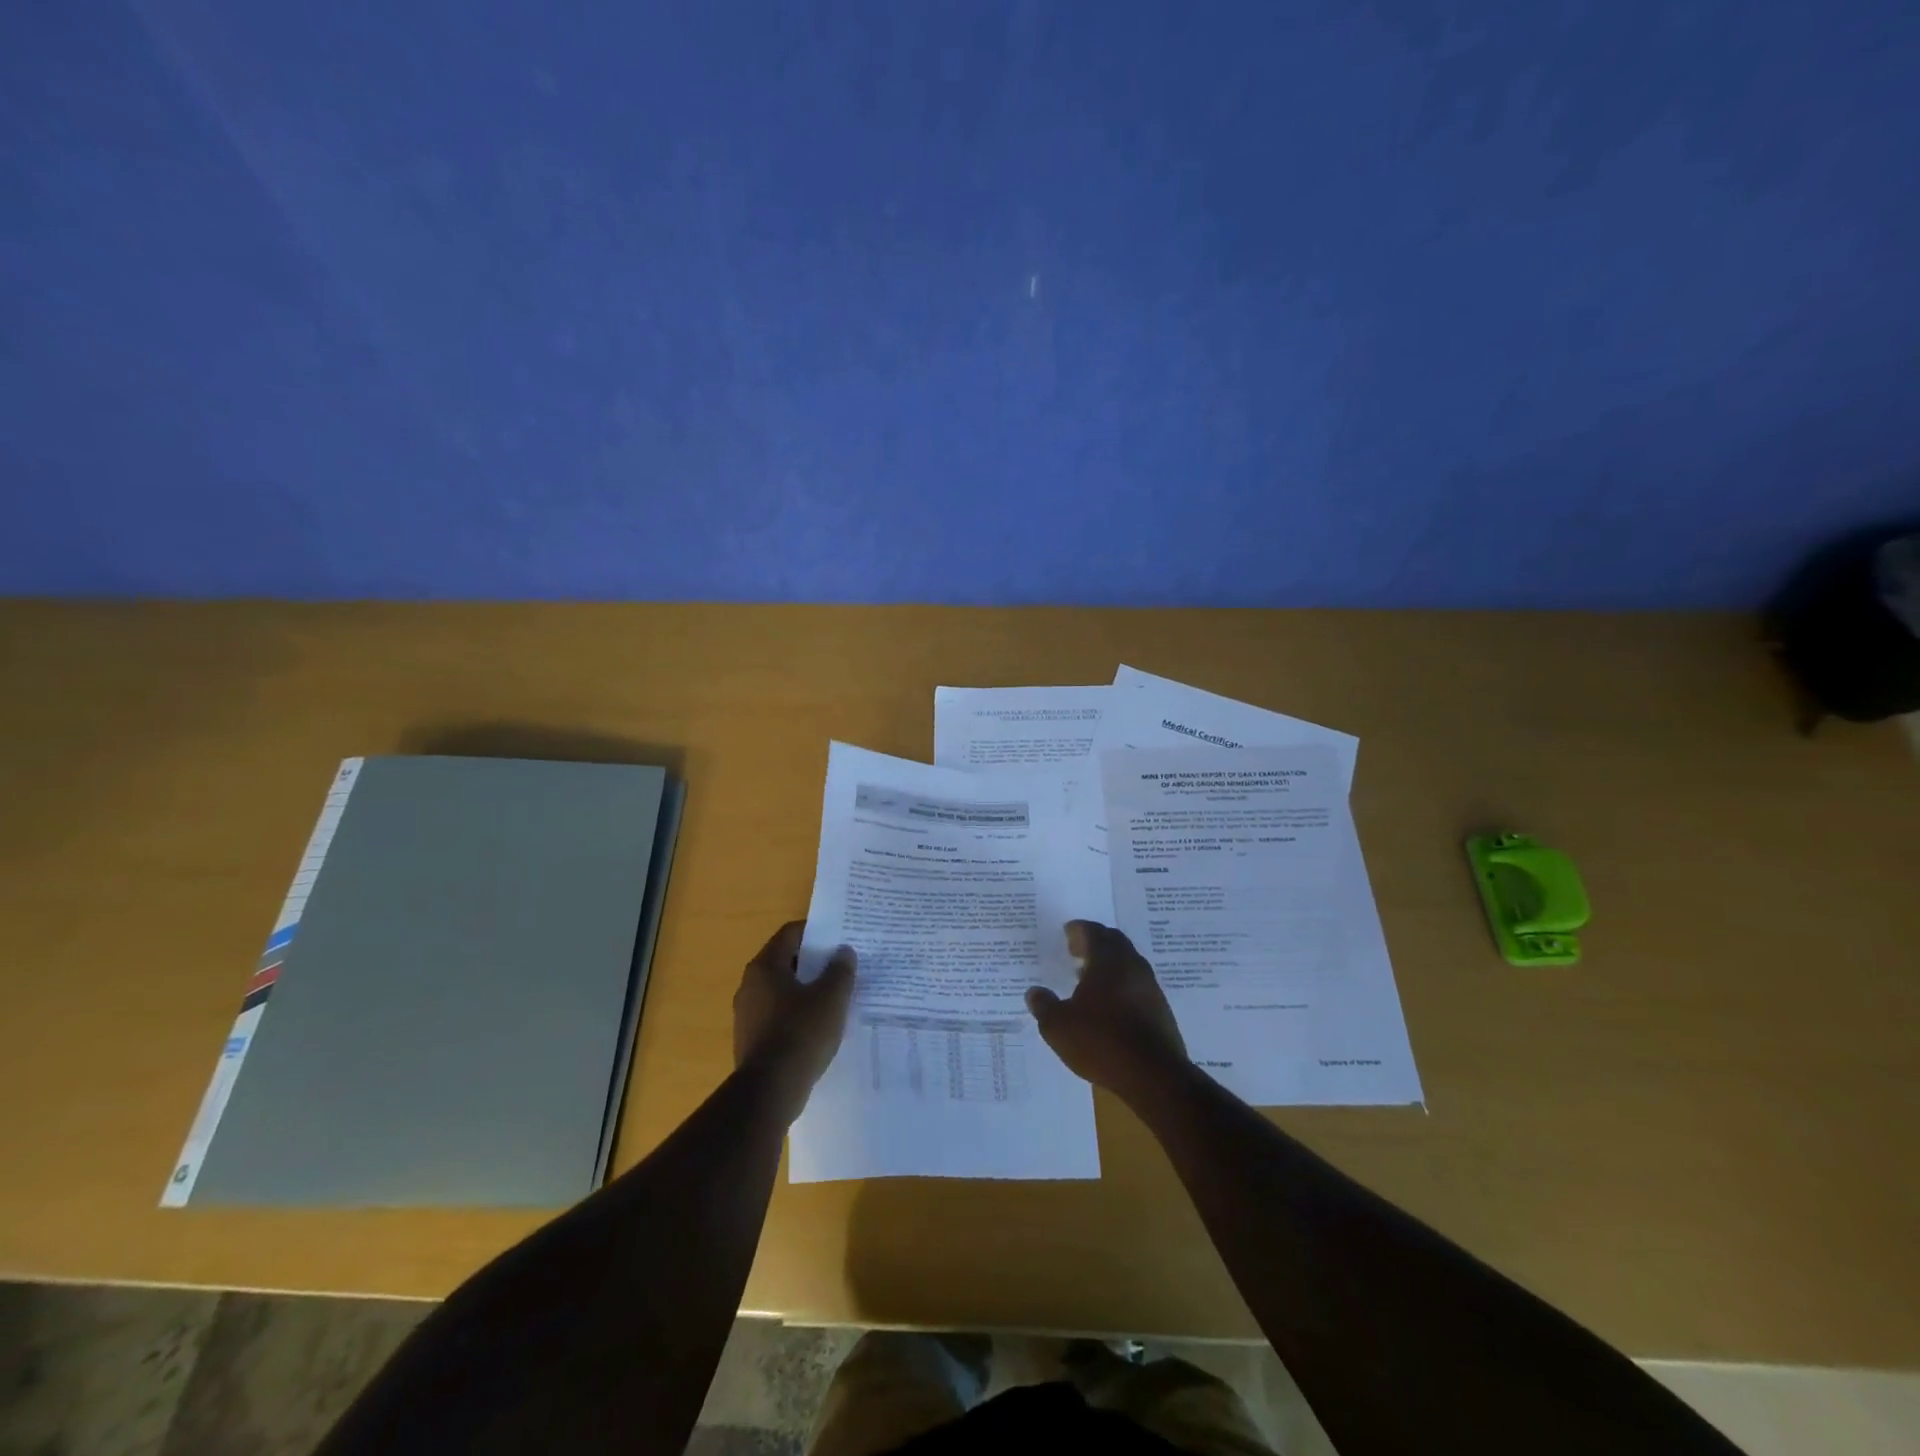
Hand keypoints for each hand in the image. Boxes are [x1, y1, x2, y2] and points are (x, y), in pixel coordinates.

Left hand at [734, 922, 855, 1102]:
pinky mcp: (751, 1040)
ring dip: (806, 989)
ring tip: (835, 996)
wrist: (770, 1092)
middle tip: (842, 965)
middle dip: (814, 962)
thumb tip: (843, 951)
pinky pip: (778, 1015)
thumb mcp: (831, 998)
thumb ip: (840, 970)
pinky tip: (819, 1026)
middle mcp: (750, 985)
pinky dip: (797, 1014)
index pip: (790, 933)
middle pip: (785, 961)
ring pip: (782, 990)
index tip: (839, 937)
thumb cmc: (801, 1033)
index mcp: (765, 967)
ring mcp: (747, 1014)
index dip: (816, 931)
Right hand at [1026, 920, 1187, 1101]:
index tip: (1067, 932)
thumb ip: (1044, 1006)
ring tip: (1089, 980)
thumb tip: (1034, 993)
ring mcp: (1150, 987)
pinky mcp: (1161, 1009)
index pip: (1093, 932)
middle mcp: (1132, 966)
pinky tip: (1110, 1005)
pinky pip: (1137, 985)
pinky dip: (1121, 984)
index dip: (1078, 930)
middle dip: (1095, 943)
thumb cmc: (1102, 1042)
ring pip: (1128, 963)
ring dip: (1109, 965)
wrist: (1155, 1076)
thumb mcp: (1059, 1027)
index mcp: (1108, 960)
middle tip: (1076, 952)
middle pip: (1114, 942)